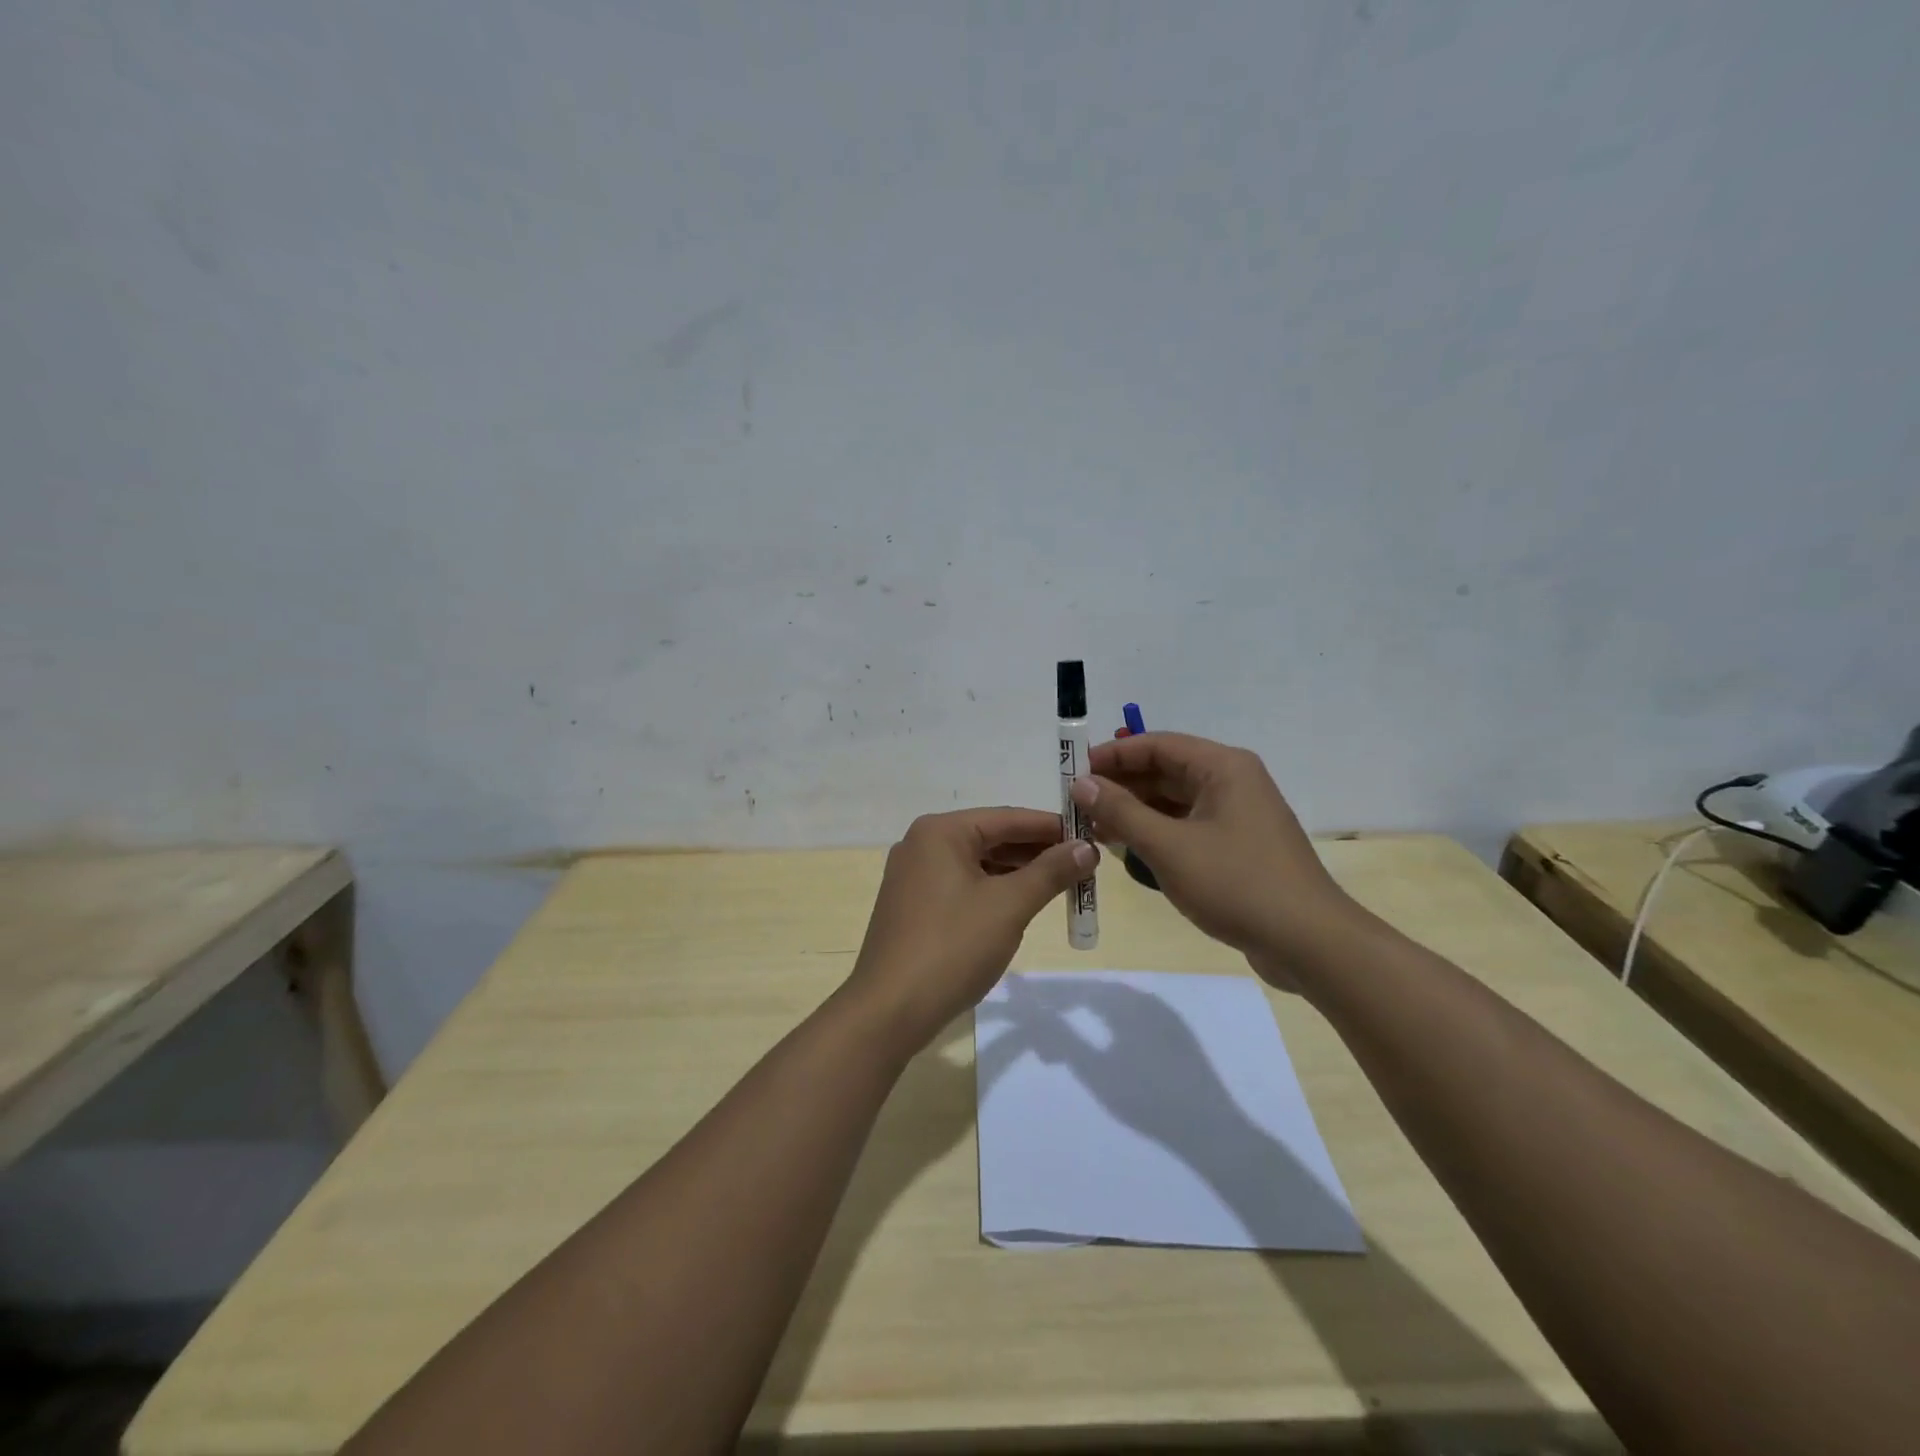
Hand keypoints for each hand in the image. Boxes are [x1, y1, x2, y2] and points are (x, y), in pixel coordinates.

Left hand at [845, 807, 1096, 1051]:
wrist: (889, 1010)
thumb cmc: (952, 947)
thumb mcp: (1009, 906)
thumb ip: (1051, 872)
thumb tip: (1087, 848)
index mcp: (940, 832)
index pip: (1008, 818)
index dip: (1053, 827)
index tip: (1092, 836)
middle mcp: (922, 844)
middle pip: (991, 838)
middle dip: (1038, 852)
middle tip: (1083, 864)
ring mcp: (913, 876)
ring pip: (978, 864)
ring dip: (1018, 873)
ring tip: (1061, 884)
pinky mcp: (913, 906)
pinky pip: (962, 885)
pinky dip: (994, 891)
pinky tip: (1021, 904)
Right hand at [1072, 732, 1361, 986]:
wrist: (1308, 942)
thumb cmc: (1236, 884)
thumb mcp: (1169, 847)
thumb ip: (1121, 812)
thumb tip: (1081, 784)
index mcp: (1223, 767)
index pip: (1157, 744)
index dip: (1113, 755)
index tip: (1074, 772)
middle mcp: (1232, 781)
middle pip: (1166, 770)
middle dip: (1121, 785)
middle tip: (1078, 805)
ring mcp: (1238, 815)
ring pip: (1175, 800)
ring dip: (1136, 810)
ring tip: (1094, 828)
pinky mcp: (1238, 846)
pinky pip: (1188, 825)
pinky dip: (1157, 832)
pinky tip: (1127, 847)